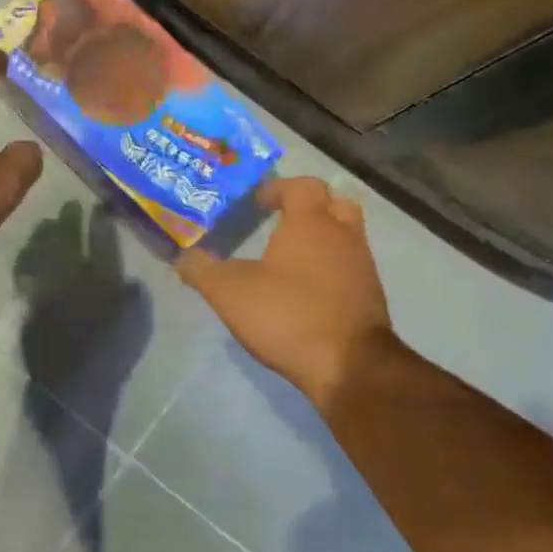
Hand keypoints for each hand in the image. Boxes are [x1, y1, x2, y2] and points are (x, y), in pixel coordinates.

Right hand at [177, 177, 395, 411]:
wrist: (348, 365)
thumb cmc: (286, 314)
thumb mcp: (228, 292)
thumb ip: (201, 269)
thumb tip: (182, 257)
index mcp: (311, 223)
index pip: (303, 186)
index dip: (279, 188)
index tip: (258, 201)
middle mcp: (343, 236)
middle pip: (335, 203)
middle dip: (310, 206)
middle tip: (283, 219)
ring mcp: (362, 266)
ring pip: (346, 236)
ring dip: (322, 238)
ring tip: (289, 257)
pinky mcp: (370, 297)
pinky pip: (349, 267)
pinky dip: (330, 268)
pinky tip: (305, 289)